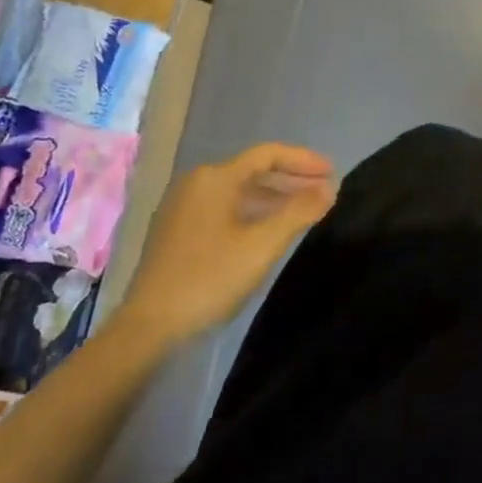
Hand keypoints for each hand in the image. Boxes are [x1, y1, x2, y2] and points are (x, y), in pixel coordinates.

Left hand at [113, 143, 336, 349]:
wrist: (149, 328)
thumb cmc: (209, 278)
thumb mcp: (263, 244)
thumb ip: (299, 211)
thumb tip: (330, 188)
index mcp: (215, 178)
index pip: (268, 154)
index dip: (304, 160)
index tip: (333, 171)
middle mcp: (197, 184)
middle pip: (254, 171)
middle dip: (292, 179)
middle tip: (325, 191)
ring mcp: (184, 208)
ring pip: (240, 192)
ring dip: (274, 198)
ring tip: (305, 210)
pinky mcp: (178, 232)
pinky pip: (225, 209)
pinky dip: (253, 212)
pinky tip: (270, 230)